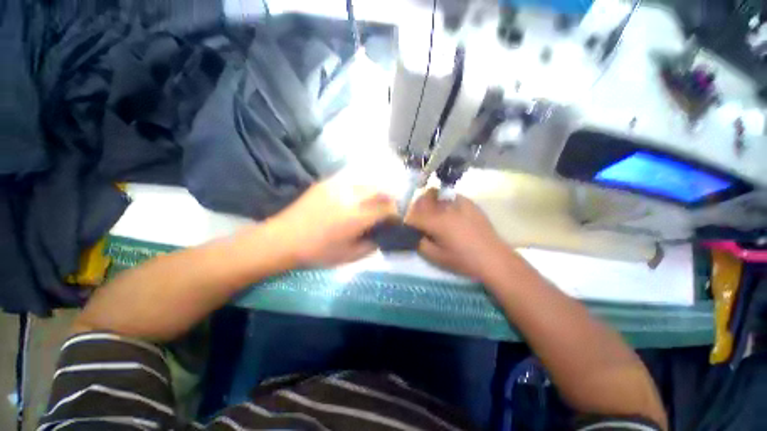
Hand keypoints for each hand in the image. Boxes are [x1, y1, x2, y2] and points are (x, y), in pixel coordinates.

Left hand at [271, 173, 396, 266]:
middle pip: (379, 190)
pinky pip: (351, 180)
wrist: (283, 239)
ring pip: (366, 182)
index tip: (394, 219)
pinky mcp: (326, 182)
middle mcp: (350, 197)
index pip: (386, 208)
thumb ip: (370, 246)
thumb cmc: (317, 252)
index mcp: (356, 217)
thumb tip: (381, 236)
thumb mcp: (348, 256)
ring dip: (375, 191)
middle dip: (389, 198)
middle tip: (387, 209)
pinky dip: (360, 187)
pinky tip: (355, 197)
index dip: (395, 213)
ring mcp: (337, 186)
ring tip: (373, 201)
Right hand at [406, 189, 512, 280]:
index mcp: (435, 222)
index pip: (412, 216)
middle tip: (418, 220)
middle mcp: (444, 208)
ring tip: (432, 214)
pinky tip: (448, 212)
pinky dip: (443, 201)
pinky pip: (449, 196)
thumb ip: (419, 243)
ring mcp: (457, 202)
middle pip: (421, 200)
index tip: (408, 228)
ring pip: (434, 194)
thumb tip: (413, 234)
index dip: (407, 221)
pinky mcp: (468, 202)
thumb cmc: (463, 260)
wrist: (493, 257)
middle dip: (415, 209)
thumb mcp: (436, 257)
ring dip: (427, 202)